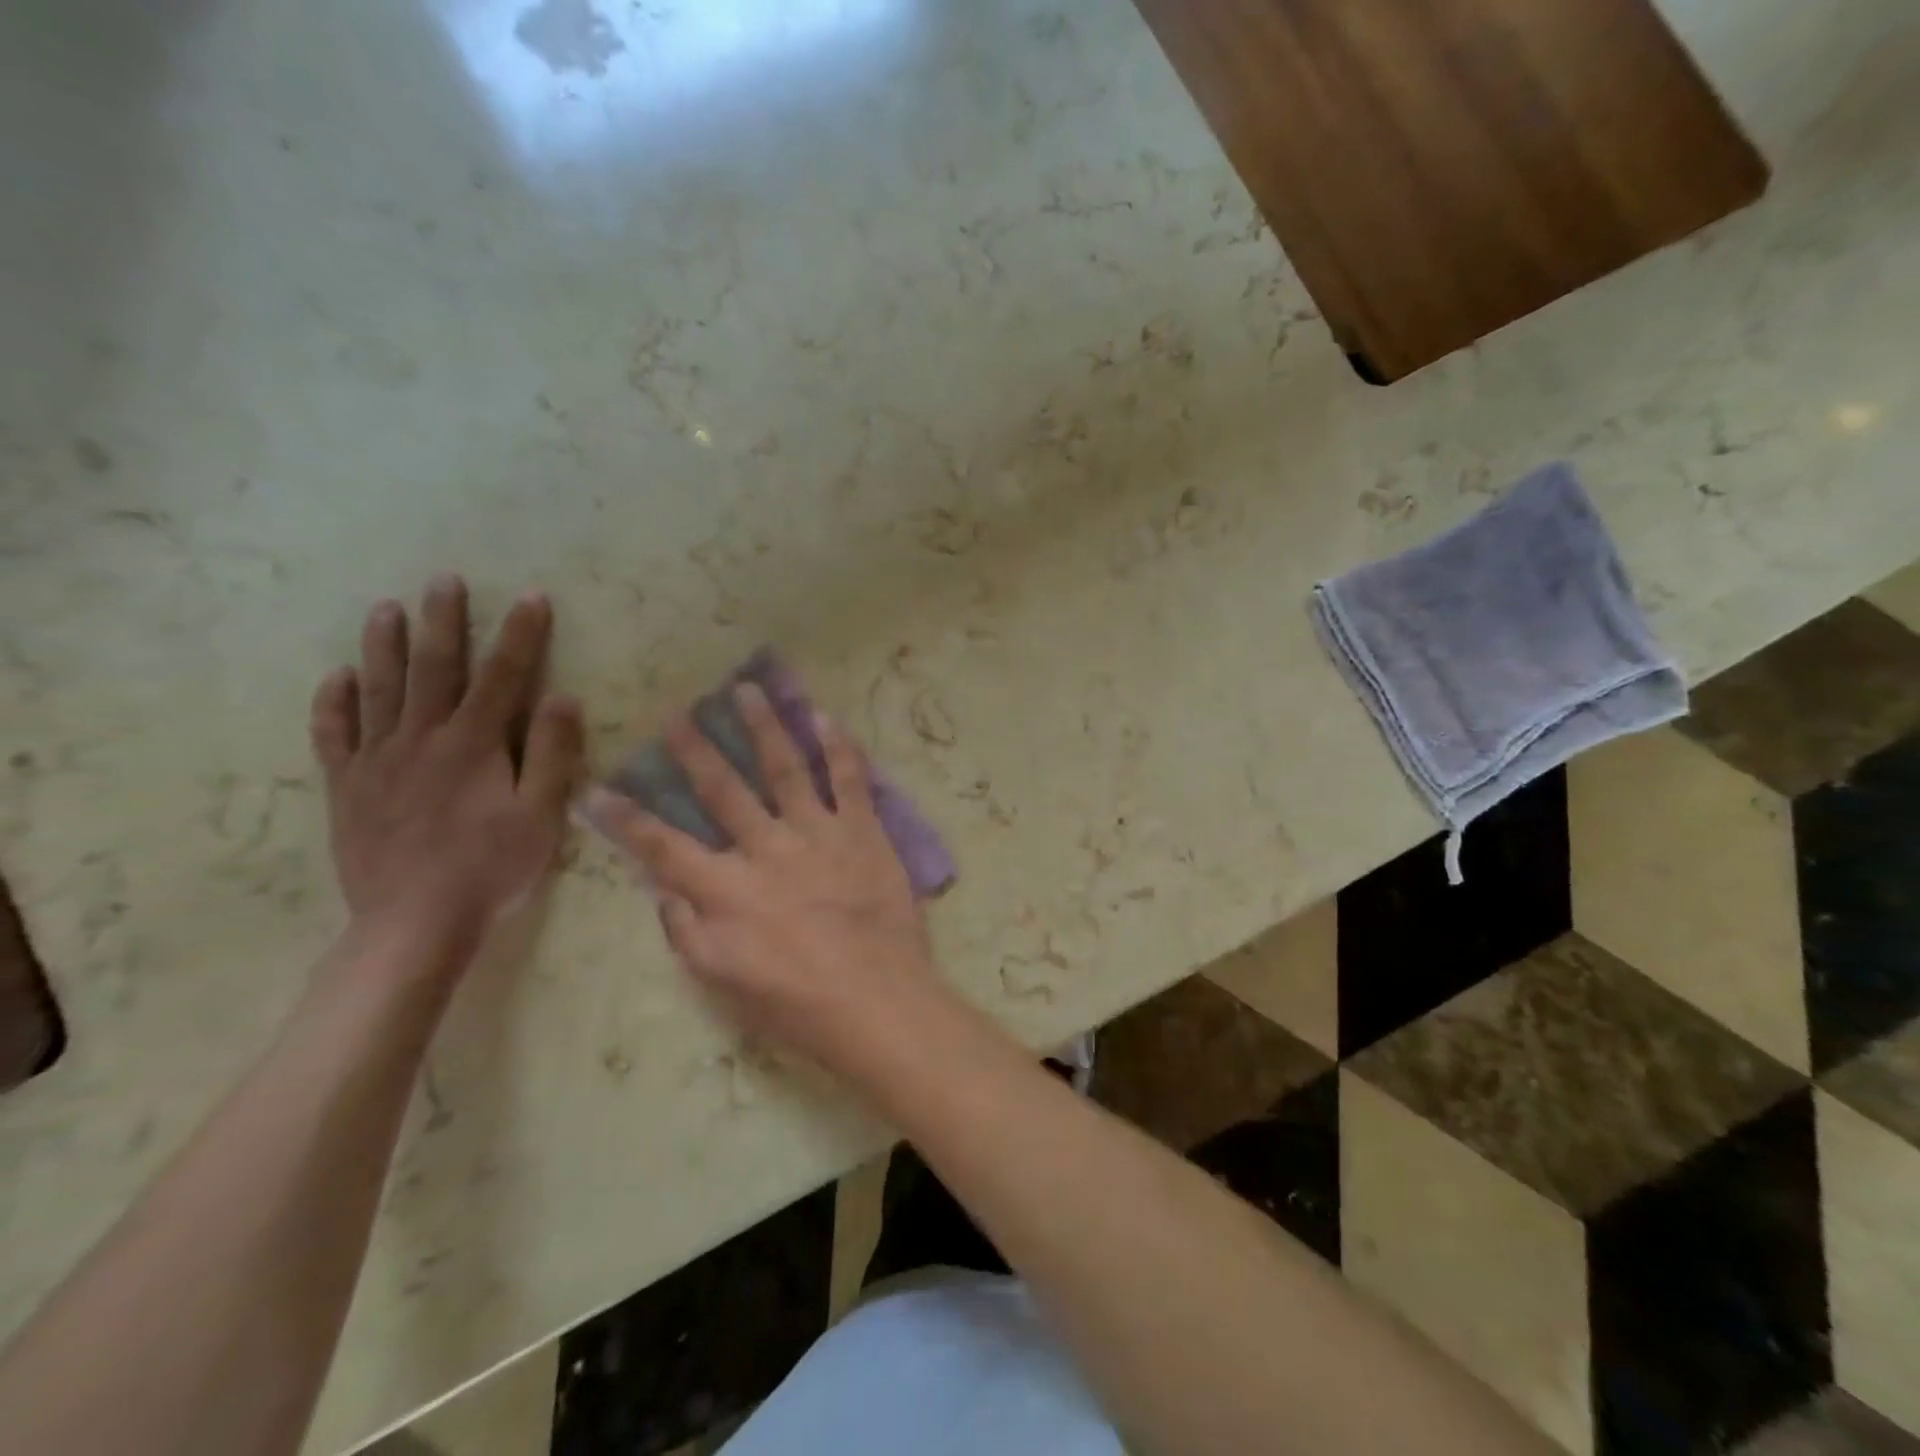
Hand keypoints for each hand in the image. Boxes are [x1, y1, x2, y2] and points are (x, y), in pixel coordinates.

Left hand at [309, 576, 583, 971]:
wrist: (415, 921)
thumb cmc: (491, 867)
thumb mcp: (542, 814)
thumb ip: (552, 753)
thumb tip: (563, 697)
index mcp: (474, 743)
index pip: (504, 675)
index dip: (521, 634)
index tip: (532, 597)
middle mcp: (422, 738)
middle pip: (434, 668)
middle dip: (444, 621)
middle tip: (444, 580)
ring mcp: (378, 761)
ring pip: (380, 690)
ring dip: (384, 645)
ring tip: (385, 607)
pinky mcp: (348, 787)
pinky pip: (334, 735)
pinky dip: (334, 703)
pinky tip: (338, 677)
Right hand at [585, 683, 942, 1076]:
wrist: (877, 1000)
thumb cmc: (796, 1003)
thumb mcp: (722, 982)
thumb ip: (686, 931)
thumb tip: (663, 889)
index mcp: (727, 888)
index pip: (662, 846)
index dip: (625, 818)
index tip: (596, 789)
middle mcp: (767, 848)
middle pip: (723, 789)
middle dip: (695, 749)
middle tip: (675, 714)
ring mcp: (818, 833)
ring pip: (785, 767)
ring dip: (763, 726)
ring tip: (746, 689)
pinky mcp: (863, 831)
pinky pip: (850, 779)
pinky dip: (838, 746)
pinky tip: (825, 717)